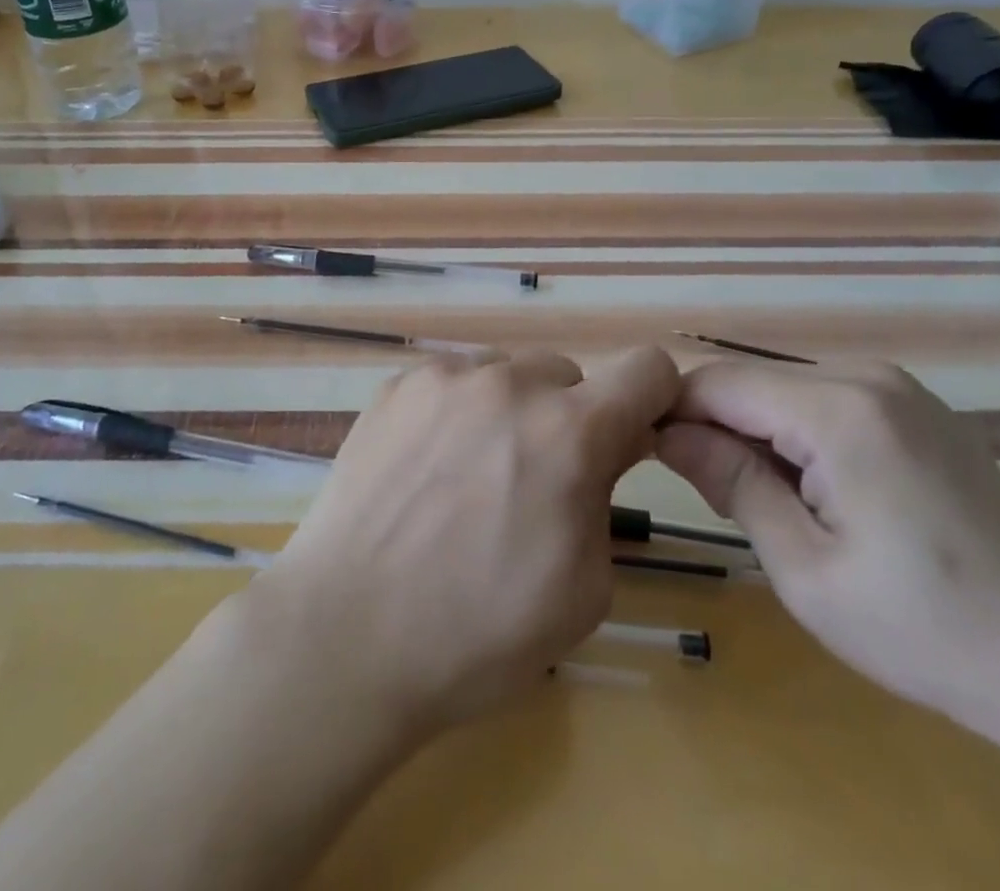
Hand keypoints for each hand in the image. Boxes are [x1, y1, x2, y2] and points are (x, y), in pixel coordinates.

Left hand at [253, 347, 679, 734]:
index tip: (629, 439)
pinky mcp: (396, 386)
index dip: (651, 401)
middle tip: (535, 479)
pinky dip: (456, 412)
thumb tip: (608, 445)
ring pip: (505, 375)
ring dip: (508, 411)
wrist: (348, 630)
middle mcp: (508, 384)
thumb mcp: (584, 586)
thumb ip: (607, 496)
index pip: (647, 369)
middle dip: (567, 418)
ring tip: (470, 475)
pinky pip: (451, 383)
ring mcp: (444, 378)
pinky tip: (426, 469)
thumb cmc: (480, 631)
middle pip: (566, 374)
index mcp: (569, 431)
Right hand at [657, 357, 999, 759]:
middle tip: (708, 496)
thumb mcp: (807, 570)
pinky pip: (822, 400)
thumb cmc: (932, 631)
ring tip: (760, 501)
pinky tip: (812, 490)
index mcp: (838, 409)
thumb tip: (665, 432)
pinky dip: (793, 434)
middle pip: (749, 381)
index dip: (670, 413)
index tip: (646, 457)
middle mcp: (865, 376)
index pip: (716, 382)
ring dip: (753, 433)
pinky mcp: (914, 409)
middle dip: (713, 426)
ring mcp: (897, 388)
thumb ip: (730, 483)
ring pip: (781, 389)